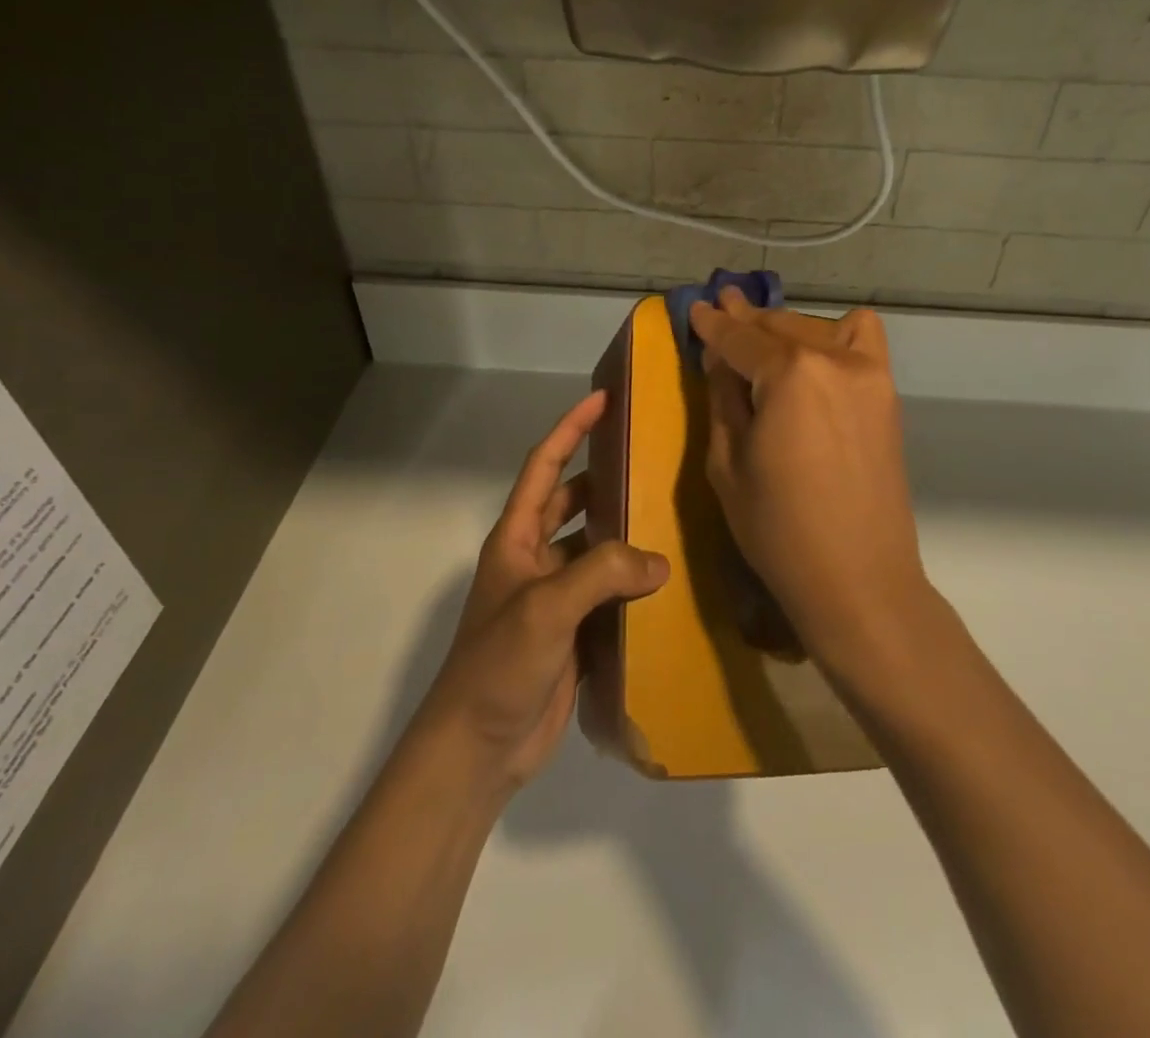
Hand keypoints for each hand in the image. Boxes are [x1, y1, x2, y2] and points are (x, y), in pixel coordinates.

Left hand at [414, 390, 668, 793]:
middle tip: (653, 461)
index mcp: (516, 539)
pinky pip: (607, 595)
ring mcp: (554, 598)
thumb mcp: (545, 608)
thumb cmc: (498, 665)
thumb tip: (659, 562)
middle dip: (606, 479)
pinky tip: (668, 582)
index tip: (602, 400)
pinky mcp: (573, 633)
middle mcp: (534, 560)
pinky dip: (632, 585)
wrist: (477, 748)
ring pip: (595, 550)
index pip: (544, 467)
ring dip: (624, 536)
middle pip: (573, 504)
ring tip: (672, 516)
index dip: (570, 430)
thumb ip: (601, 574)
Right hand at [690, 290, 928, 675]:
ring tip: (759, 338)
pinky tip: (817, 352)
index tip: (695, 307)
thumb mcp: (727, 463)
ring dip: (783, 328)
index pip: (739, 338)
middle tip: (721, 307)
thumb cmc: (778, 529)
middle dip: (746, 318)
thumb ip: (724, 399)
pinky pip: (863, 340)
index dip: (712, 324)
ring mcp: (868, 373)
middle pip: (778, 326)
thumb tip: (721, 360)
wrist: (858, 579)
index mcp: (789, 374)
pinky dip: (835, 335)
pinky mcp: (886, 394)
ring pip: (815, 329)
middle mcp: (832, 359)